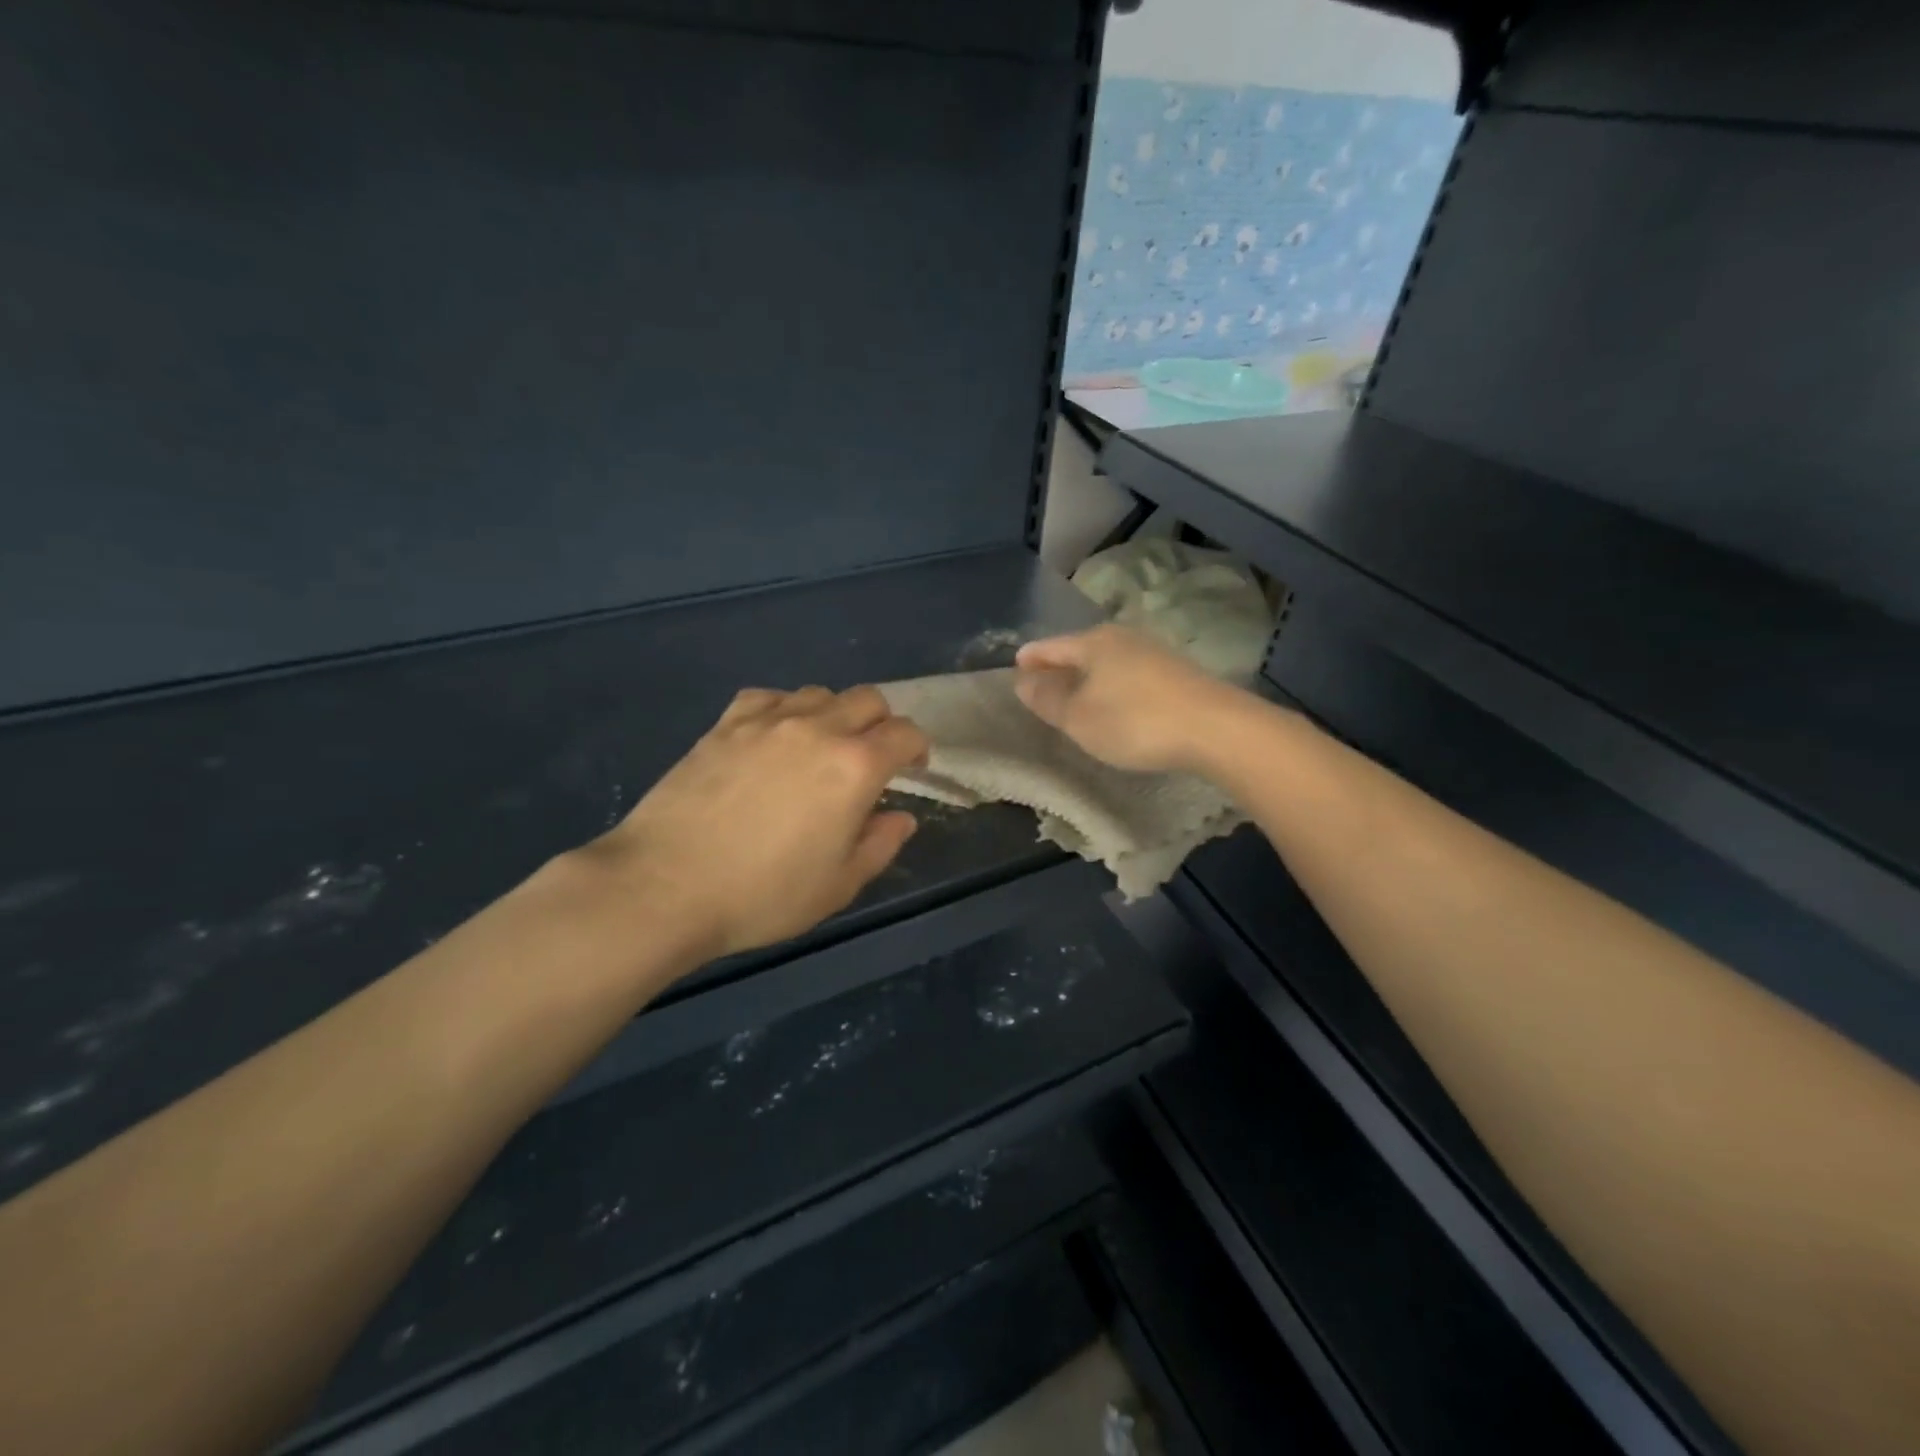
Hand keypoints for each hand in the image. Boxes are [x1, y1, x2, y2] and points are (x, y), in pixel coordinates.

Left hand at [588, 686, 928, 961]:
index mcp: (855, 767)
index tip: (912, 769)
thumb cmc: (763, 894)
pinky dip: (785, 710)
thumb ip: (880, 845)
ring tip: (822, 748)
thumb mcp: (838, 885)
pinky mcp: (725, 724)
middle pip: (868, 699)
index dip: (917, 749)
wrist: (665, 885)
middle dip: (882, 724)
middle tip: (872, 758)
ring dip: (835, 714)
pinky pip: (769, 697)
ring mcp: (768, 721)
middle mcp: (818, 729)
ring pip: (820, 693)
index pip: (905, 734)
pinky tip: (774, 737)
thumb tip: (901, 817)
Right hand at [1014, 624, 1241, 773]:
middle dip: (1059, 666)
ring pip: (1107, 661)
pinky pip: (1129, 674)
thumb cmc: (1135, 721)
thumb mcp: (1079, 717)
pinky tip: (1114, 702)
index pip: (1051, 646)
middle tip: (1041, 683)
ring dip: (1088, 677)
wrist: (1216, 729)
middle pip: (1080, 649)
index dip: (1031, 658)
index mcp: (1094, 643)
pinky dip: (1112, 685)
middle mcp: (1123, 638)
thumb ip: (1048, 699)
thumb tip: (1023, 681)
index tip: (1015, 665)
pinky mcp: (1176, 673)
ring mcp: (1154, 653)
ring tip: (1075, 695)